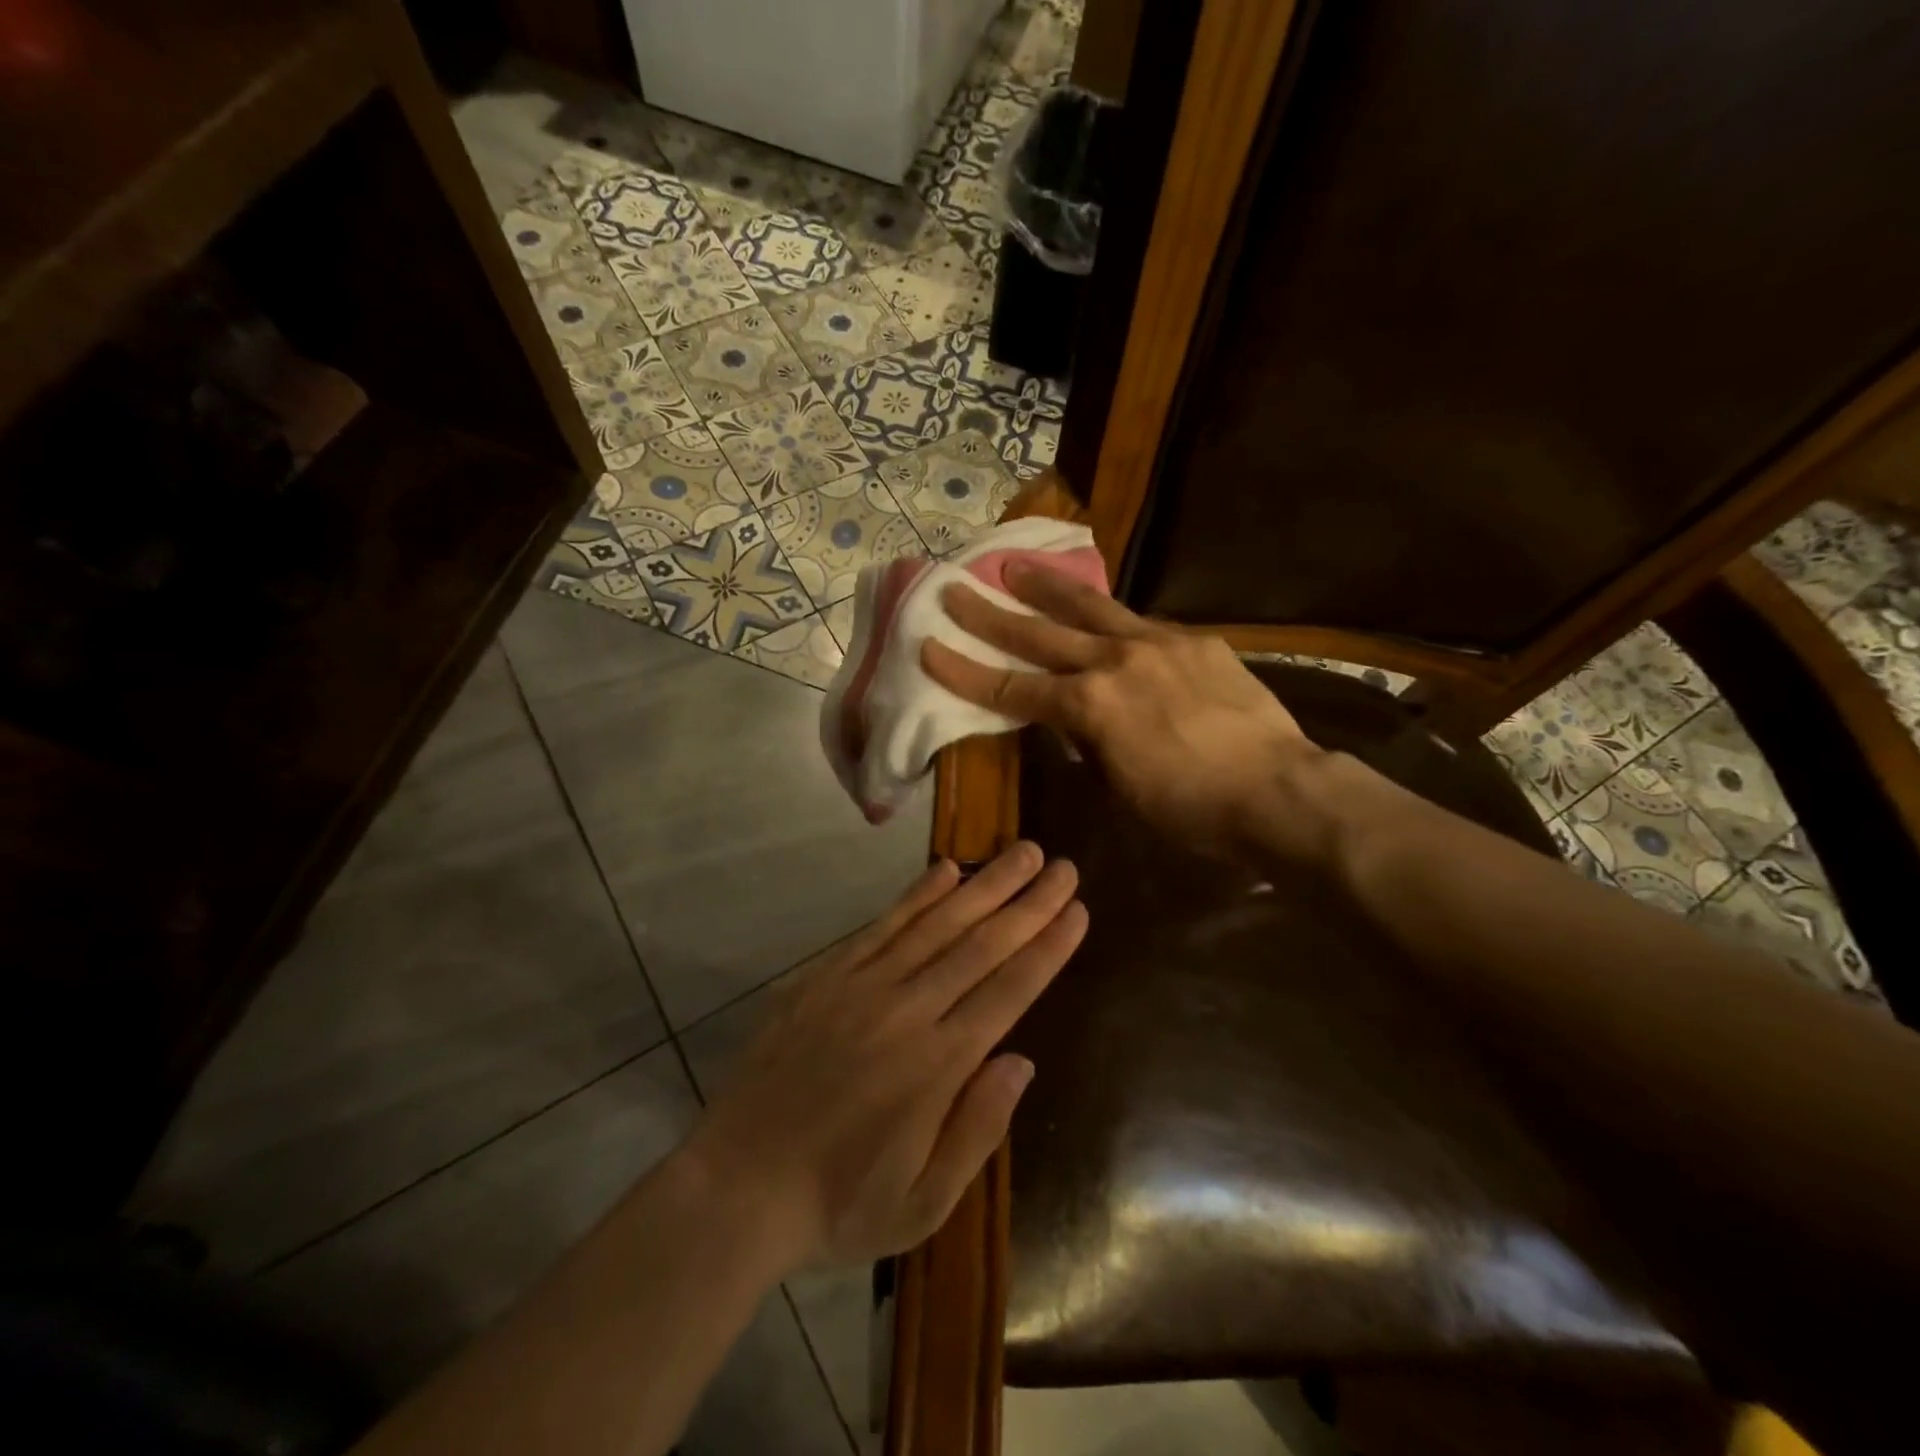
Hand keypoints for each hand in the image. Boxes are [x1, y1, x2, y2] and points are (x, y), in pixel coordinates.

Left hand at [685, 845, 1084, 1271]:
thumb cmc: (838, 1204)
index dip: (1046, 948)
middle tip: (1062, 866)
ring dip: (984, 885)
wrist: (736, 1186)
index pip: (1008, 991)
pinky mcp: (825, 976)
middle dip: (1028, 903)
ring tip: (1020, 852)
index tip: (1076, 910)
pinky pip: (881, 925)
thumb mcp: (922, 1204)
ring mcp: (861, 987)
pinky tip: (946, 869)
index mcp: (937, 1066)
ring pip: (936, 923)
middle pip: (980, 945)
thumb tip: (1021, 1061)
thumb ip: (977, 1130)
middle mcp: (906, 1012)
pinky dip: (917, 895)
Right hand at [921, 560, 1325, 860]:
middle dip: (990, 614)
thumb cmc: (1192, 810)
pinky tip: (1103, 614)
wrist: (1278, 791)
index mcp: (1089, 707)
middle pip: (1039, 634)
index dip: (965, 670)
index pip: (1011, 687)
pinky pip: (1141, 623)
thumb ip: (1089, 745)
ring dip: (1047, 588)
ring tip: (1015, 563)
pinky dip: (1111, 619)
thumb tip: (1076, 725)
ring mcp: (1157, 644)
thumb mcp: (1121, 787)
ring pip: (1090, 608)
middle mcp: (1114, 662)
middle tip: (955, 588)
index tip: (928, 645)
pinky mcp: (1195, 640)